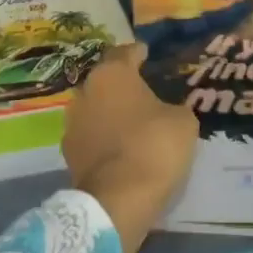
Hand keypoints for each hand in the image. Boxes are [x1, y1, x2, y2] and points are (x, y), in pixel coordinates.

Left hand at [62, 42, 196, 252]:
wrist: (117, 199)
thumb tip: (169, 109)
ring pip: (95, 108)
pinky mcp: (68, 153)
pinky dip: (104, 137)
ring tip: (133, 121)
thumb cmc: (154, 146)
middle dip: (123, 84)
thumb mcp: (183, 121)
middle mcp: (84, 91)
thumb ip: (175, 106)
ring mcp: (71, 123)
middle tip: (145, 91)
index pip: (125, 53)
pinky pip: (91, 135)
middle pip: (106, 80)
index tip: (149, 55)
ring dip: (111, 111)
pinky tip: (121, 146)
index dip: (139, 53)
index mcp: (111, 74)